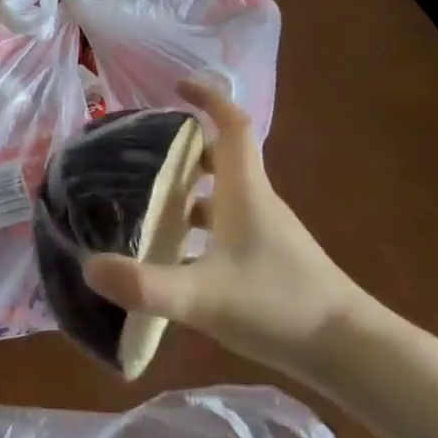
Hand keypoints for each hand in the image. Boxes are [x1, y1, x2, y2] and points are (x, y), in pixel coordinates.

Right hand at [82, 78, 380, 381]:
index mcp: (245, 191)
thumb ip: (146, 284)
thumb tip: (89, 266)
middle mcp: (255, 202)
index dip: (208, 98)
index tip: (176, 87)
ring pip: (220, 195)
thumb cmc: (279, 306)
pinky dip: (196, 228)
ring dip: (187, 191)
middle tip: (140, 154)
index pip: (232, 125)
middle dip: (182, 148)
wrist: (349, 351)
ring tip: (143, 203)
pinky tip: (172, 257)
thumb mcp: (205, 296)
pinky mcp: (266, 260)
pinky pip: (224, 227)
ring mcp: (264, 232)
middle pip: (220, 158)